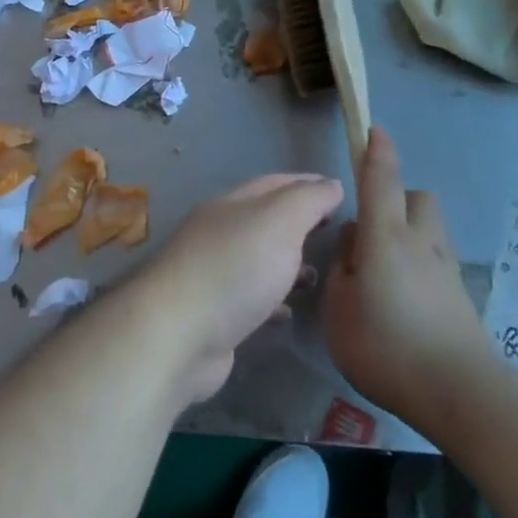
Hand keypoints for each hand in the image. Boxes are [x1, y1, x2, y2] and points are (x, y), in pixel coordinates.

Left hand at [137, 174, 342, 403]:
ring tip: (319, 274)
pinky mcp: (213, 314)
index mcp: (230, 204)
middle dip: (298, 222)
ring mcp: (212, 273)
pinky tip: (289, 312)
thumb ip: (307, 200)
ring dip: (287, 262)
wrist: (179, 333)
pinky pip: (250, 298)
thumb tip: (330, 183)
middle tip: (335, 231)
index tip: (339, 190)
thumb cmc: (234, 269)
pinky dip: (273, 300)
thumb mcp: (279, 222)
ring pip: (258, 260)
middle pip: (264, 220)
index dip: (306, 183)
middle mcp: (218, 233)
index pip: (273, 183)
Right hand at [321, 128, 493, 439]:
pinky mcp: (461, 299)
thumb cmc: (386, 345)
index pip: (382, 179)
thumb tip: (352, 250)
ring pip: (429, 230)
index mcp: (385, 236)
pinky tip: (403, 302)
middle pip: (417, 198)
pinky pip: (435, 263)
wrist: (460, 393)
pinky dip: (419, 267)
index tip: (375, 129)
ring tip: (384, 271)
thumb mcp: (338, 309)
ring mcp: (446, 270)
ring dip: (409, 234)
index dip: (377, 152)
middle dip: (397, 200)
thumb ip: (341, 271)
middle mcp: (420, 242)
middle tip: (371, 231)